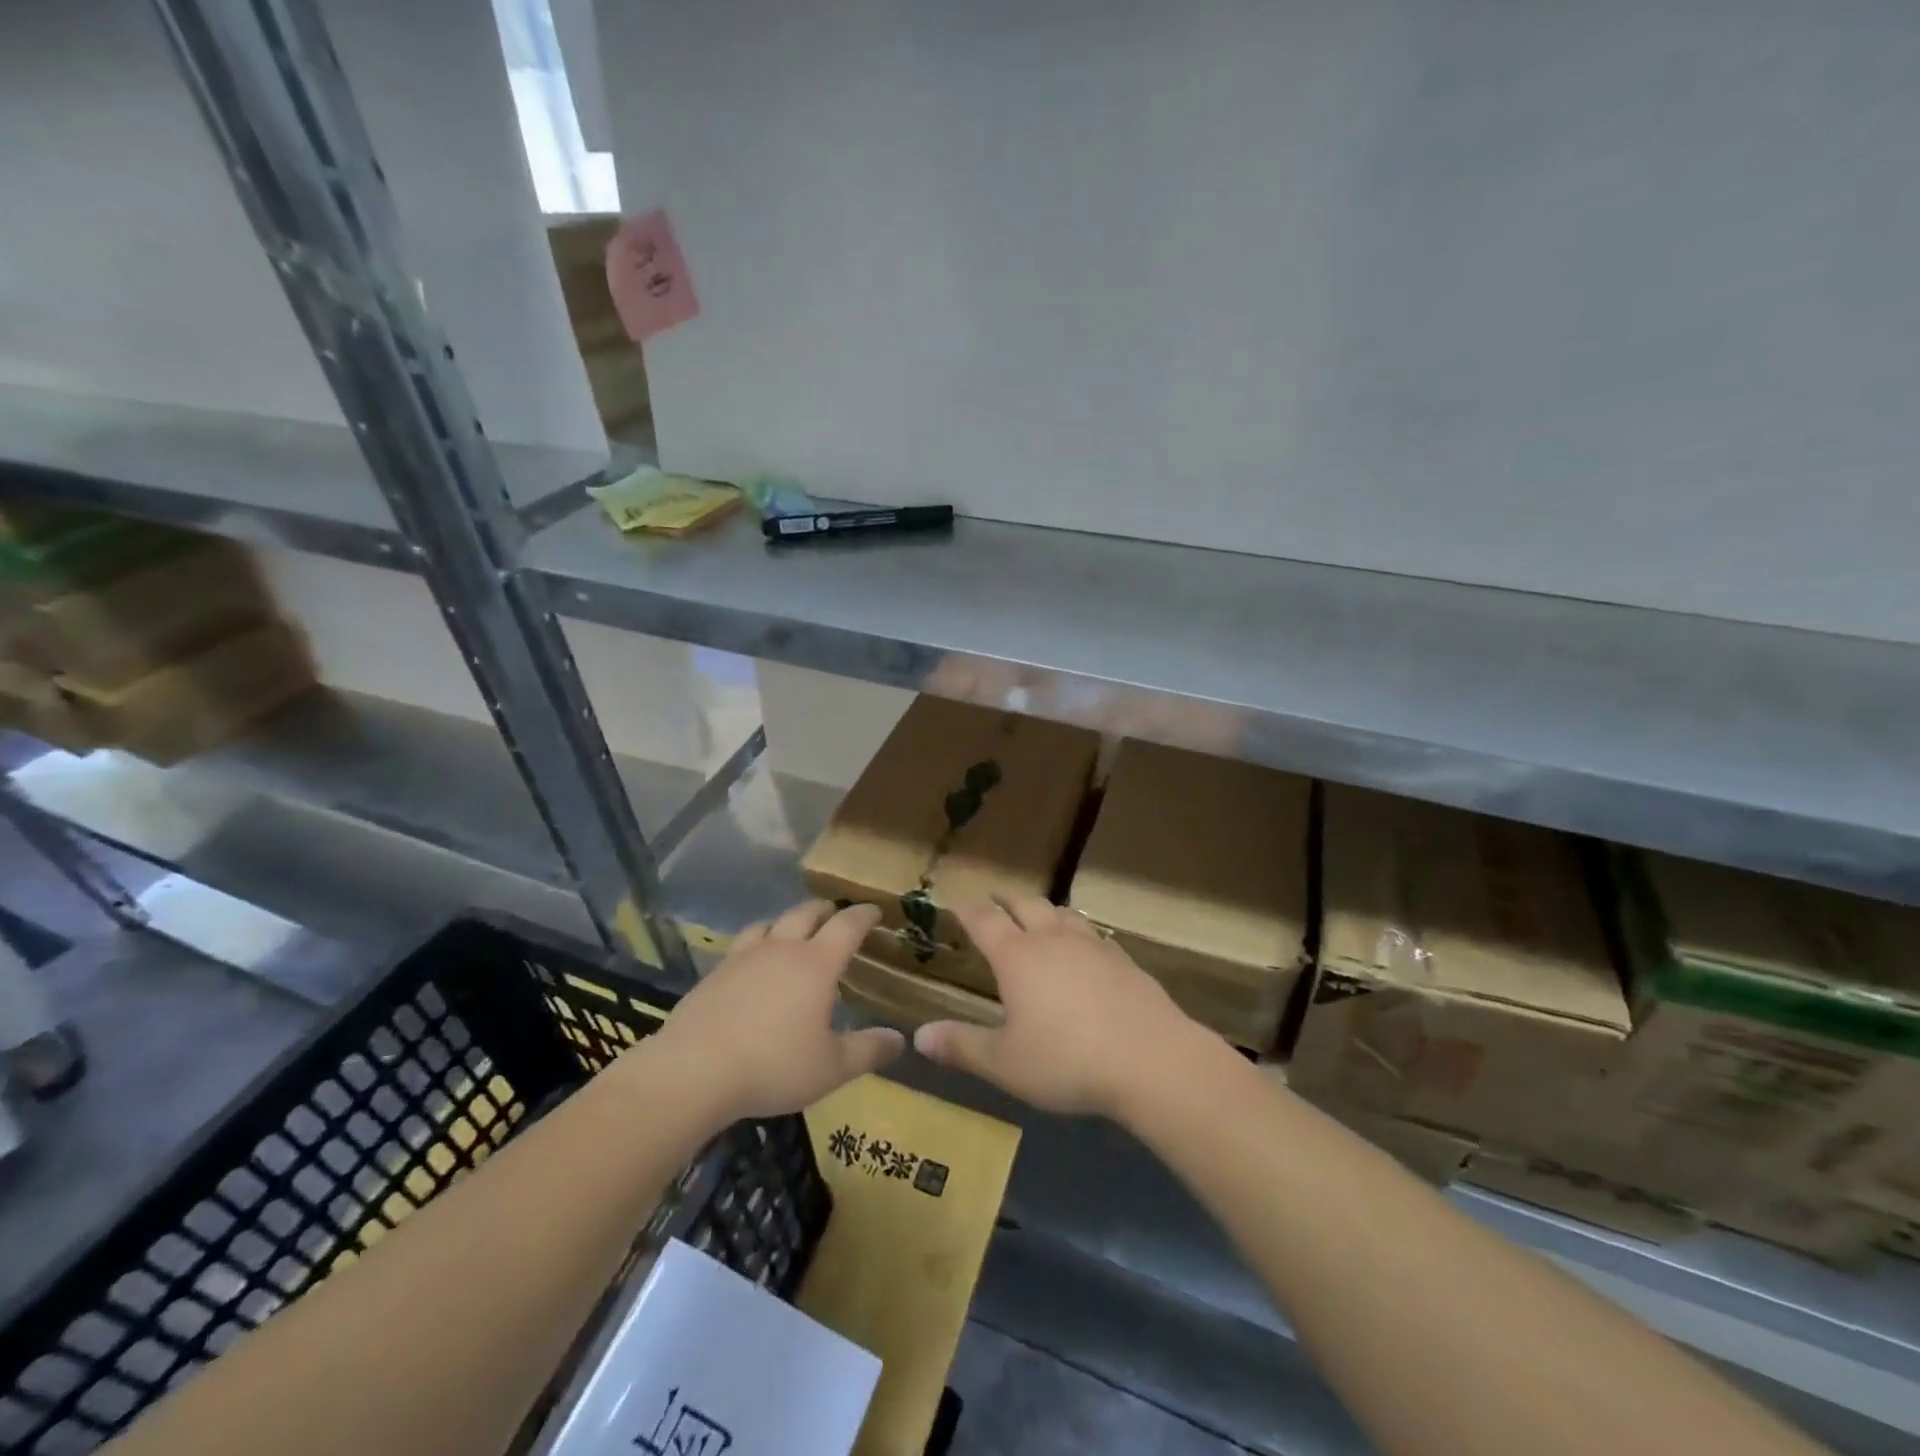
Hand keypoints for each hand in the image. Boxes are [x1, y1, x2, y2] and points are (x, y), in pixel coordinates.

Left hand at [645, 901, 904, 1120]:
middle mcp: (782, 949)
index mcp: (816, 964)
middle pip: (806, 912)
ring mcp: (743, 957)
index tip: (875, 911)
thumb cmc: (773, 1066)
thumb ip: (868, 1051)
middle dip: (826, 910)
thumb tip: (900, 1039)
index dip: (864, 915)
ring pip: (770, 923)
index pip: (847, 925)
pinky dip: (757, 943)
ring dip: (787, 921)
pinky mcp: (714, 973)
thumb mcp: (831, 1068)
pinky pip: (742, 944)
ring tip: (793, 932)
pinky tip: (753, 965)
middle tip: (836, 915)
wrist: (693, 1071)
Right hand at [912, 895, 1214, 1119]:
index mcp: (1017, 957)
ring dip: (1043, 910)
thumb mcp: (1006, 1063)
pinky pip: (1093, 934)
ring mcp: (1092, 946)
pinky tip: (1085, 947)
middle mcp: (1052, 940)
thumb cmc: (1067, 1061)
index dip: (968, 910)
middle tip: (995, 902)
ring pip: (1062, 913)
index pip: (985, 920)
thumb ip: (962, 1046)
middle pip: (1025, 905)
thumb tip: (918, 1037)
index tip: (957, 904)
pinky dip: (1078, 932)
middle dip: (1005, 901)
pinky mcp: (1124, 960)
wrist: (1151, 1060)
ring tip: (1037, 916)